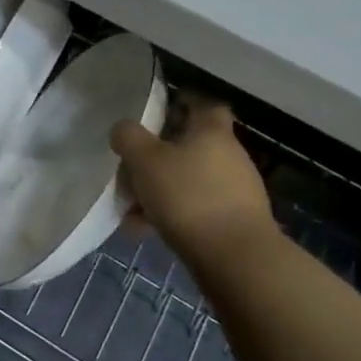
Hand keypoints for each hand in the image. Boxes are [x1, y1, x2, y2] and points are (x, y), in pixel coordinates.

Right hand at [112, 95, 273, 262]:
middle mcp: (230, 156)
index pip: (203, 104)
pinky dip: (171, 213)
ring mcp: (236, 191)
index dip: (182, 102)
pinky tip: (145, 229)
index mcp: (211, 132)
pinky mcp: (234, 222)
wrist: (236, 259)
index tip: (158, 109)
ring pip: (189, 179)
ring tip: (130, 207)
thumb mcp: (145, 160)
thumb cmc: (188, 196)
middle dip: (158, 155)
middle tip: (131, 166)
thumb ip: (128, 137)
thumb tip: (123, 129)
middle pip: (190, 145)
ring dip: (161, 188)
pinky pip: (195, 208)